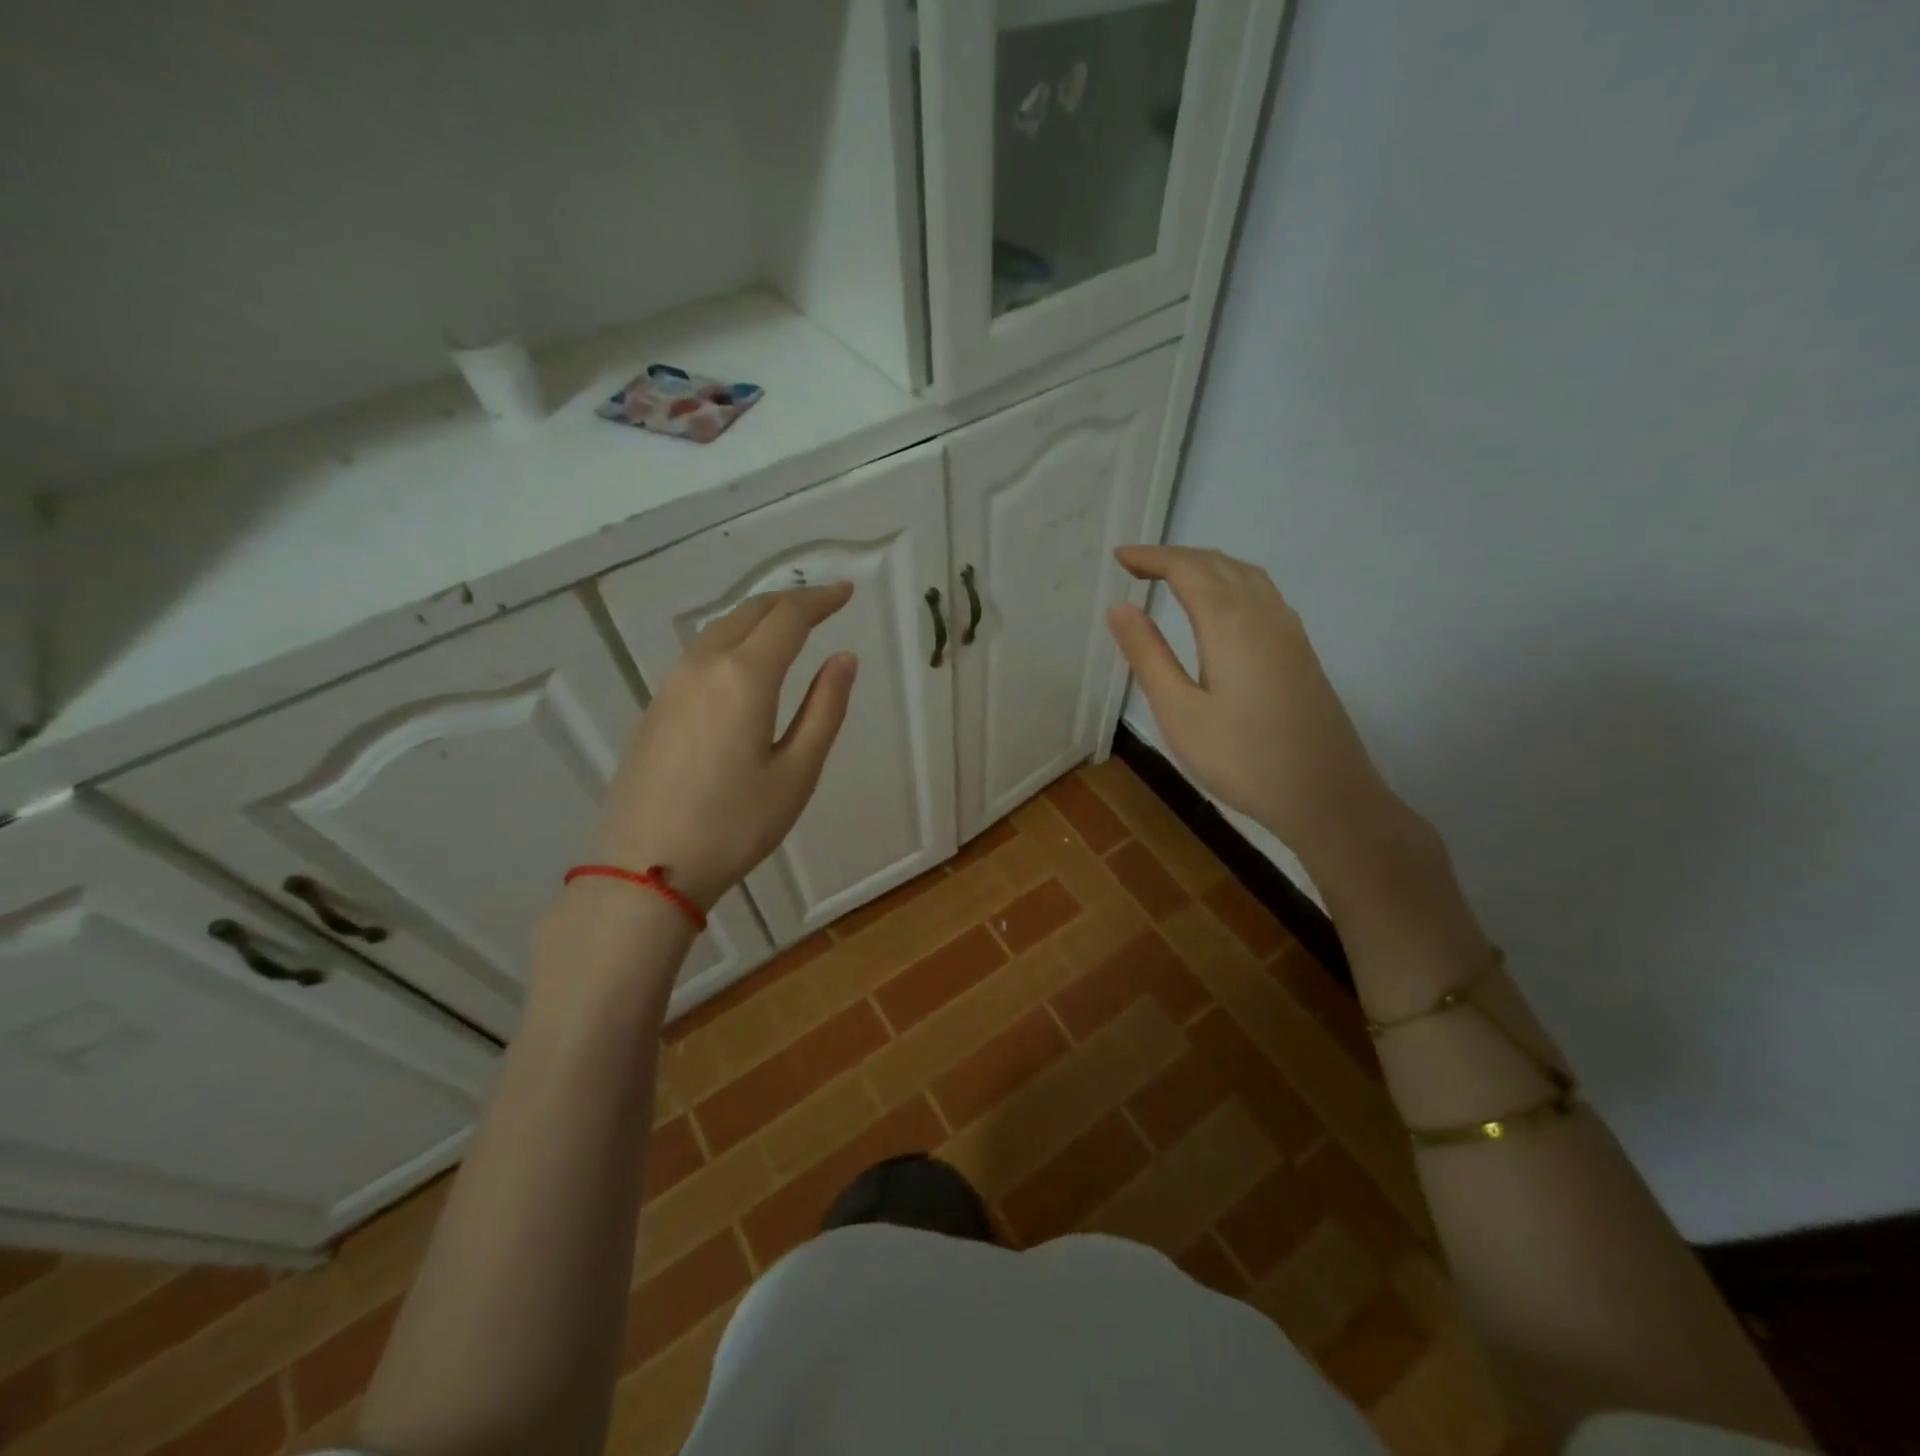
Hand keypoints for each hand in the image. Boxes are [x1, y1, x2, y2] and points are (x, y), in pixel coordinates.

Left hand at [589, 584, 857, 909]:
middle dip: (789, 601)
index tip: (846, 592)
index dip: (820, 600)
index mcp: (744, 677)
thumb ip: (824, 709)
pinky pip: (698, 656)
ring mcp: (670, 686)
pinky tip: (741, 666)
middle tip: (823, 603)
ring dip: (757, 619)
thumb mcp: (797, 773)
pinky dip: (731, 643)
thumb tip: (843, 659)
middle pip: (749, 613)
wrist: (645, 870)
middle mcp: (703, 667)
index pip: (788, 617)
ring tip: (787, 627)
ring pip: (718, 630)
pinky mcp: (653, 709)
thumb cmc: (735, 826)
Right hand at [1106, 546, 1388, 859]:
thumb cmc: (1241, 758)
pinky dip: (1232, 582)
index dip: (1151, 557)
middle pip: (1218, 563)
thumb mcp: (1178, 711)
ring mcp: (1289, 630)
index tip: (1119, 557)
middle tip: (1137, 567)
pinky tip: (1223, 607)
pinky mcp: (1301, 651)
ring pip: (1246, 575)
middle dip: (1175, 557)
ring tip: (1173, 578)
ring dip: (1207, 566)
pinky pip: (1263, 594)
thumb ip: (1148, 654)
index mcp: (1229, 622)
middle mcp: (1263, 613)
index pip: (1186, 569)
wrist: (1325, 795)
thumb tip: (1120, 607)